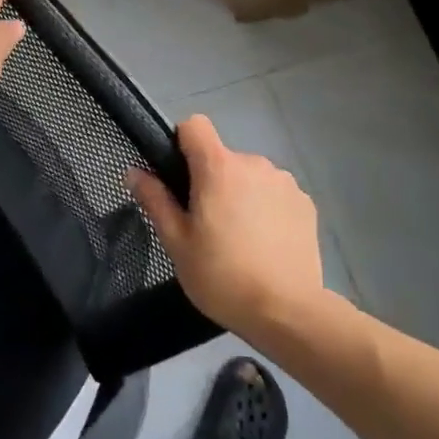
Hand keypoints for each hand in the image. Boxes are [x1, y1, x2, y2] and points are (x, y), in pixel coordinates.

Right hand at [129, 115, 326, 336]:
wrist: (288, 313)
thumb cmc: (222, 276)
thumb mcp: (177, 243)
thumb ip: (155, 200)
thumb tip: (133, 171)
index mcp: (218, 167)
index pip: (195, 125)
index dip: (182, 143)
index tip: (179, 176)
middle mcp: (254, 163)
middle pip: (222, 157)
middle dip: (211, 181)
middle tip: (206, 224)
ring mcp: (284, 182)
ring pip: (249, 176)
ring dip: (240, 194)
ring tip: (239, 238)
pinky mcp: (305, 203)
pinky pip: (274, 193)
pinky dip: (266, 208)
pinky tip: (266, 244)